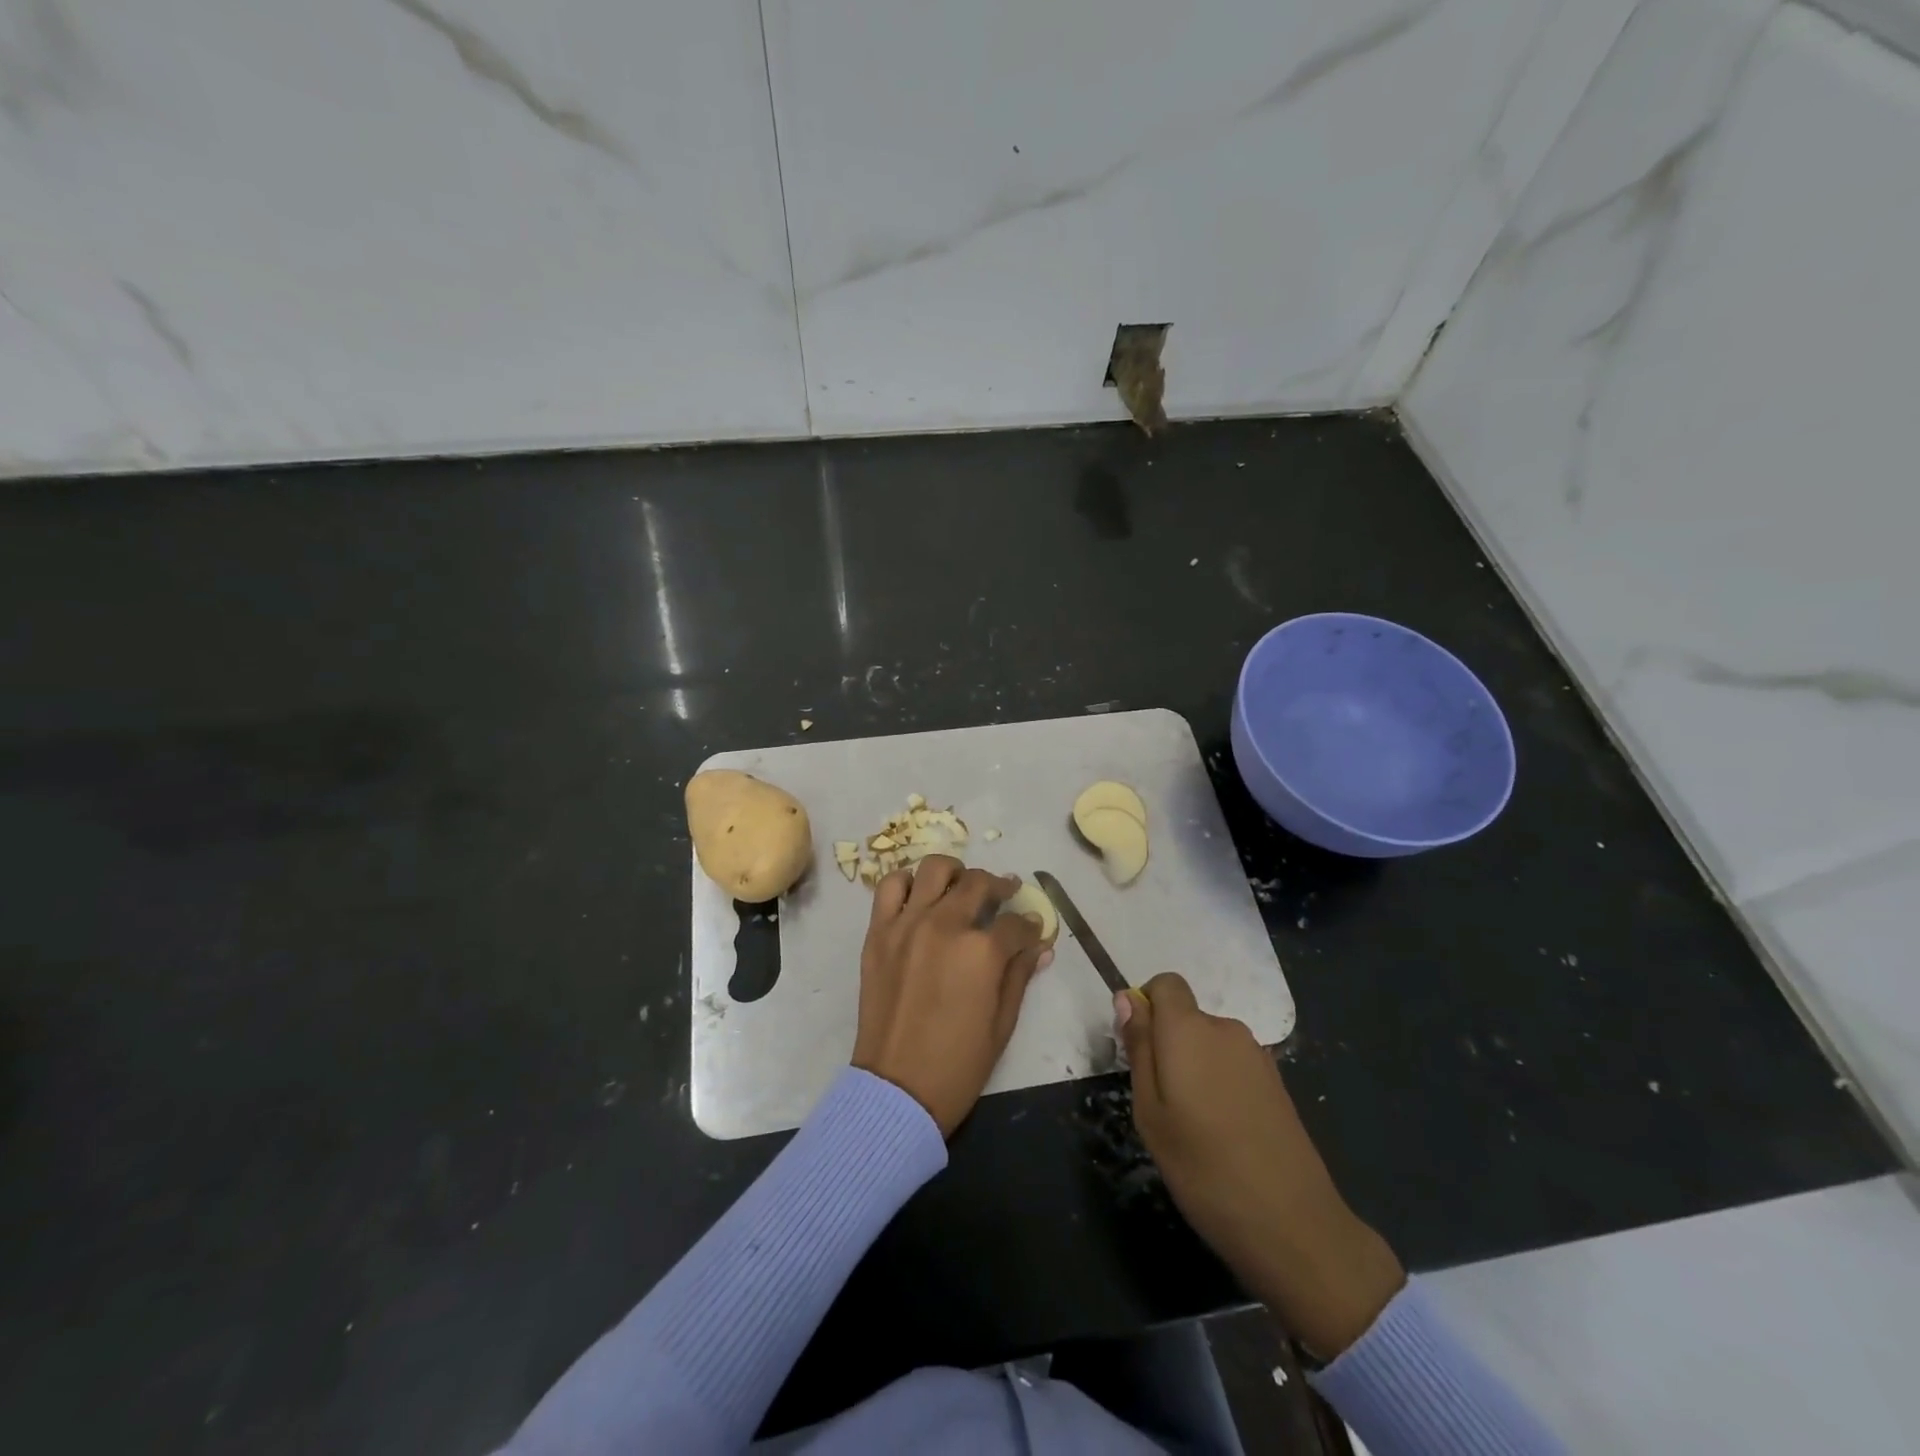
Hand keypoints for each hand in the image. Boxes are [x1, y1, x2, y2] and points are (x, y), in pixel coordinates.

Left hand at [851, 856, 1051, 1136]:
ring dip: (955, 874)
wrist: (897, 1088)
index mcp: (982, 951)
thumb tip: (1041, 947)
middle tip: (1005, 894)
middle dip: (999, 886)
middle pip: (978, 883)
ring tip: (961, 887)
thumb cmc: (959, 1064)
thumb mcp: (1003, 1023)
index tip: (1033, 929)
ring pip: (934, 870)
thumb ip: (1020, 976)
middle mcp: (945, 925)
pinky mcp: (878, 932)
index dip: (1030, 925)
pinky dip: (908, 882)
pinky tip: (920, 897)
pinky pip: (891, 887)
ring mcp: (907, 924)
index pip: (1015, 923)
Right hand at [1116, 972, 1403, 1357]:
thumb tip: (1128, 998)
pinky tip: (1226, 1134)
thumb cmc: (1203, 1167)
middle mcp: (1226, 1029)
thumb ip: (1139, 1048)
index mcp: (1189, 1029)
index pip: (1166, 984)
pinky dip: (1221, 1085)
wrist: (1293, 1225)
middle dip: (1169, 1045)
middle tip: (1161, 1103)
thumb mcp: (1150, 1111)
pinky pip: (1234, 1065)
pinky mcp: (1278, 1083)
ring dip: (1196, 1067)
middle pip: (1187, 1017)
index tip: (1139, 1049)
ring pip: (1210, 1044)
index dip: (1147, 1005)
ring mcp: (1258, 1056)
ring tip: (1194, 1125)